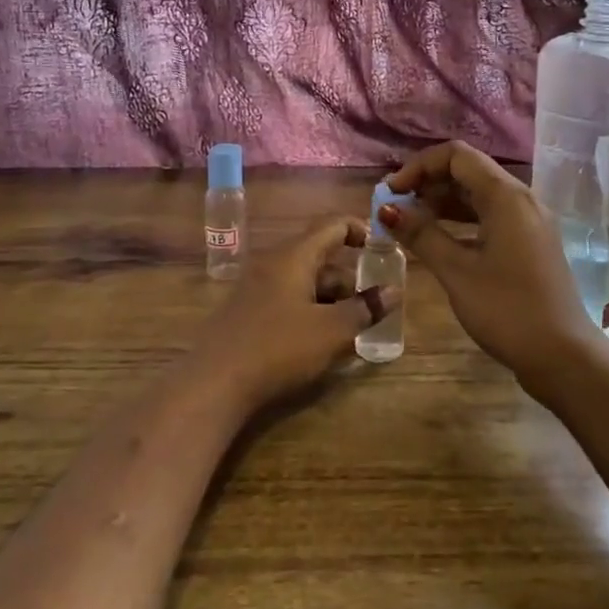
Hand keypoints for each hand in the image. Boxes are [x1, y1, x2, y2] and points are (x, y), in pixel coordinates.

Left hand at [191, 218, 395, 411]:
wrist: (214, 384)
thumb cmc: (277, 348)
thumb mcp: (330, 331)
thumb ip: (364, 309)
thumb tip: (394, 291)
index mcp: (294, 255)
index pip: (333, 224)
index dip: (361, 230)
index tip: (384, 250)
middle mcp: (274, 262)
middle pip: (321, 256)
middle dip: (350, 279)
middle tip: (373, 306)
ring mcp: (257, 286)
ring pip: (305, 280)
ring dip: (332, 299)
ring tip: (352, 330)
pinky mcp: (248, 311)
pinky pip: (289, 298)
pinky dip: (311, 311)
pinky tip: (321, 341)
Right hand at [379, 142, 592, 380]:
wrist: (565, 358)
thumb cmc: (507, 310)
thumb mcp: (457, 272)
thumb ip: (421, 235)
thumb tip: (386, 208)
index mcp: (506, 196)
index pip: (456, 156)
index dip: (419, 166)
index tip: (391, 192)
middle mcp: (521, 199)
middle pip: (469, 171)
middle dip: (429, 182)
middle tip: (396, 207)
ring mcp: (529, 221)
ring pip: (479, 194)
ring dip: (443, 202)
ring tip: (411, 223)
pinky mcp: (530, 243)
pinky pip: (491, 216)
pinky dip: (462, 220)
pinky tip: (440, 241)